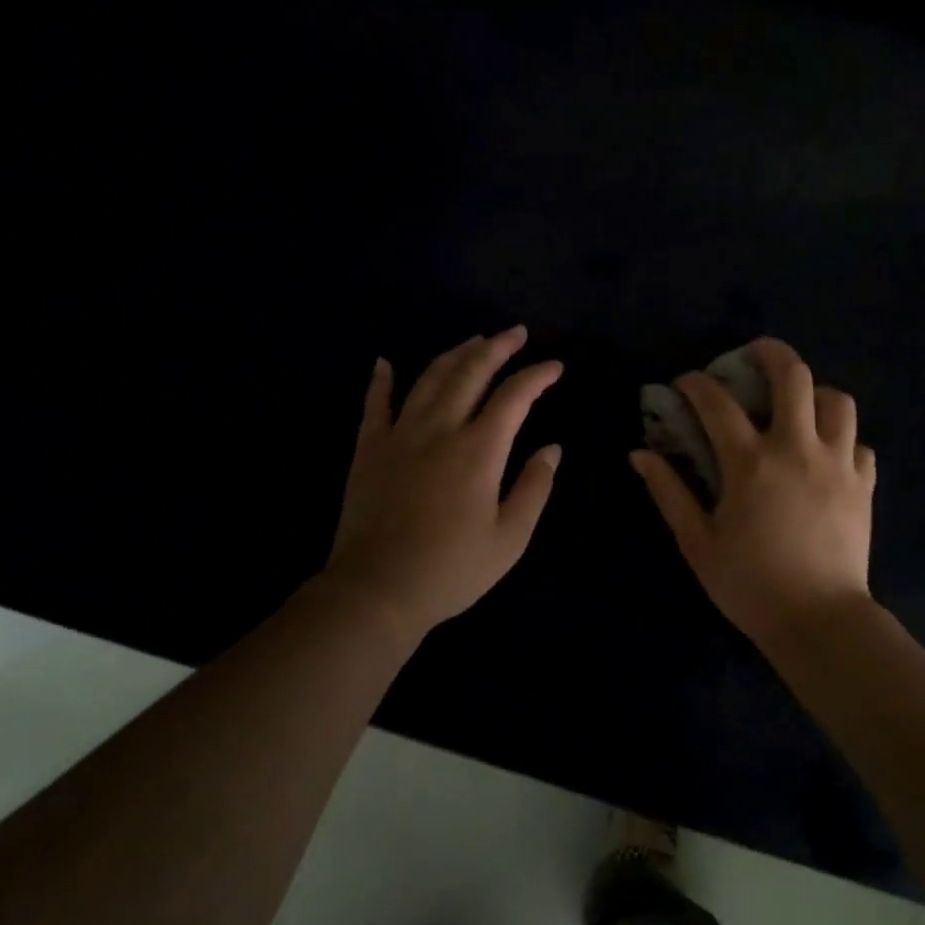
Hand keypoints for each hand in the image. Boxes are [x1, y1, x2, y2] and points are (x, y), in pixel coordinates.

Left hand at [320, 326, 562, 641]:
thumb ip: (535, 488)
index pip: (514, 396)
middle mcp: (440, 429)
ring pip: (429, 379)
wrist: (377, 591)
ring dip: (455, 354)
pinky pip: (374, 404)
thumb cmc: (452, 569)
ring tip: (474, 341)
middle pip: (471, 372)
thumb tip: (553, 449)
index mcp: (479, 450)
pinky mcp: (368, 449)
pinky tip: (385, 362)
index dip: (537, 376)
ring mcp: (399, 435)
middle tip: (516, 333)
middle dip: (497, 347)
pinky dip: (381, 380)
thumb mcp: (510, 538)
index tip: (555, 366)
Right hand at [631, 338, 875, 642]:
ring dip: (814, 393)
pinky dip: (842, 439)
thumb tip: (640, 453)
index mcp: (750, 462)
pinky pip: (859, 444)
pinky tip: (826, 454)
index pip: (717, 402)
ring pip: (838, 401)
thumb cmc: (749, 584)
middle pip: (794, 376)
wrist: (819, 621)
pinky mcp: (863, 485)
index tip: (685, 384)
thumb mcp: (697, 542)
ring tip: (797, 405)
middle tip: (754, 355)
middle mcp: (797, 449)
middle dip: (770, 353)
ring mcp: (838, 464)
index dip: (695, 383)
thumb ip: (668, 492)